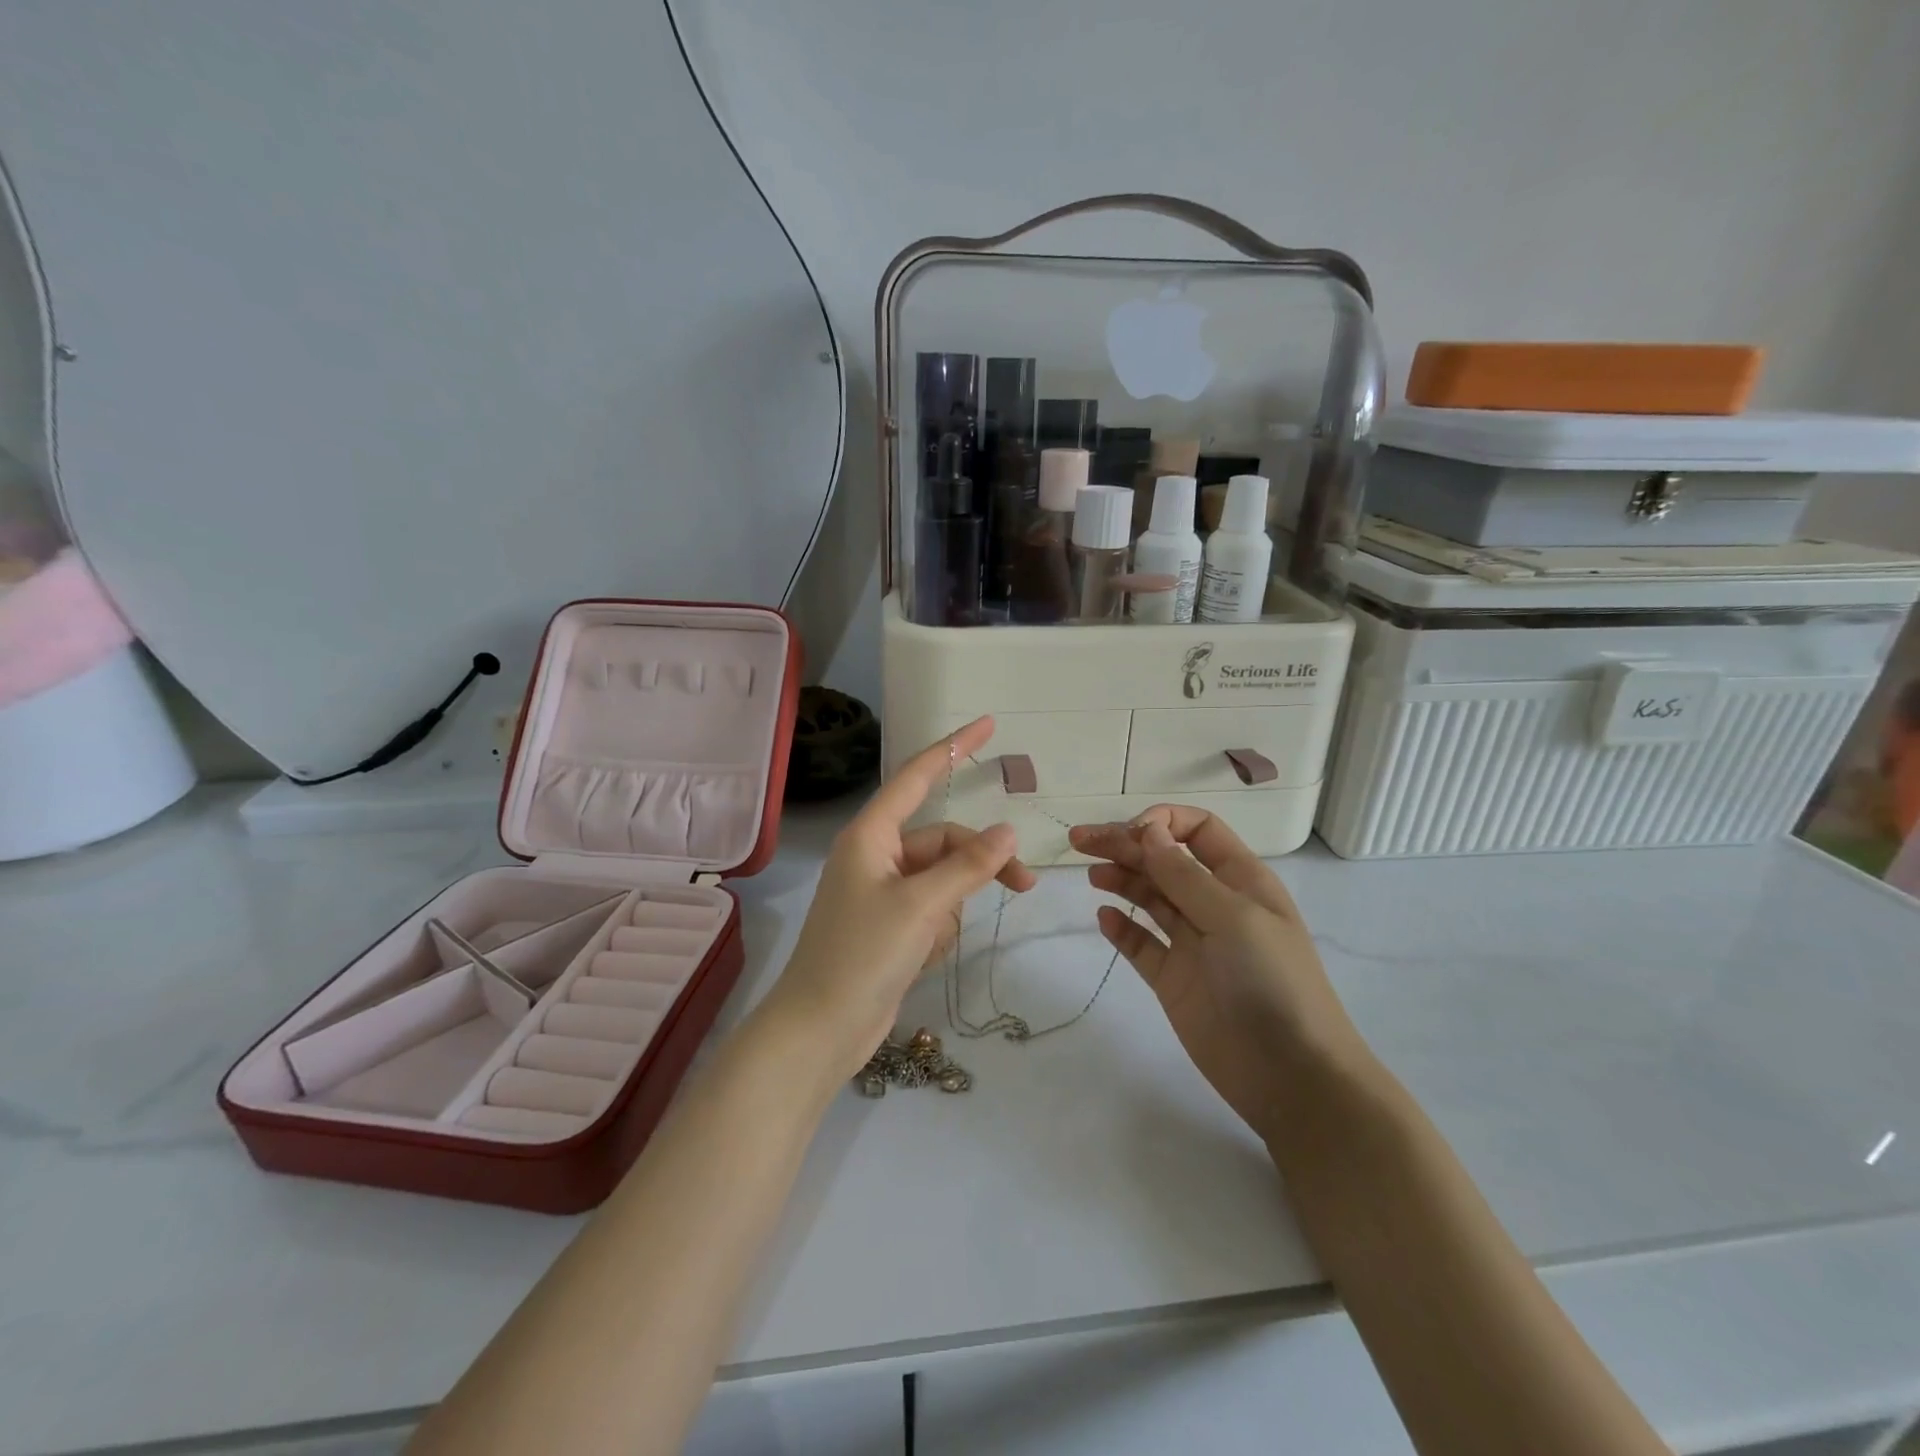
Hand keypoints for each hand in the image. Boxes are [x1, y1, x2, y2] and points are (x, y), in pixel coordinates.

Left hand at [763, 717, 1035, 1082]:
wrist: (820, 1029)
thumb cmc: (862, 955)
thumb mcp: (921, 906)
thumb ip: (968, 866)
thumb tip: (1007, 830)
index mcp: (871, 835)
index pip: (917, 777)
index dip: (953, 748)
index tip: (988, 724)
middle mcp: (876, 856)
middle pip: (944, 841)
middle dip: (980, 863)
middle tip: (1024, 885)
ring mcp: (883, 892)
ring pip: (944, 879)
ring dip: (953, 907)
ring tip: (933, 943)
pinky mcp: (891, 925)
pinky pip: (933, 910)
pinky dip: (939, 930)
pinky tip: (922, 958)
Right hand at [1068, 807, 1372, 1143]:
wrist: (1290, 1076)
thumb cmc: (1271, 982)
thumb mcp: (1232, 917)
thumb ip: (1184, 874)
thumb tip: (1147, 830)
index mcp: (1240, 880)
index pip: (1198, 830)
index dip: (1162, 822)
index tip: (1130, 833)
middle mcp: (1215, 904)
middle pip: (1164, 860)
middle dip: (1125, 845)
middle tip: (1079, 841)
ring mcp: (1194, 943)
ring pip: (1150, 897)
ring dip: (1121, 879)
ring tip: (1092, 876)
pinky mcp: (1175, 979)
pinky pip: (1142, 944)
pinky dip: (1122, 928)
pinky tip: (1104, 918)